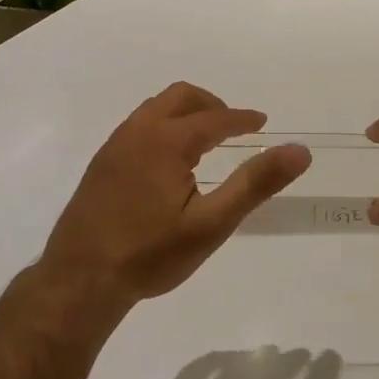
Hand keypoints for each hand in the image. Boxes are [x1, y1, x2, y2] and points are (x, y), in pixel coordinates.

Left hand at [40, 82, 311, 309]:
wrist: (79, 281)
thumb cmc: (150, 254)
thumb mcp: (211, 224)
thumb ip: (255, 184)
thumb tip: (299, 151)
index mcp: (166, 141)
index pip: (215, 118)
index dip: (242, 119)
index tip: (262, 123)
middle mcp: (137, 132)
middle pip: (180, 97)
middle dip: (212, 106)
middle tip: (235, 128)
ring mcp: (114, 146)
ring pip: (155, 109)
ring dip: (185, 114)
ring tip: (205, 141)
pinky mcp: (101, 164)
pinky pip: (138, 127)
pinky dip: (163, 127)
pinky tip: (169, 162)